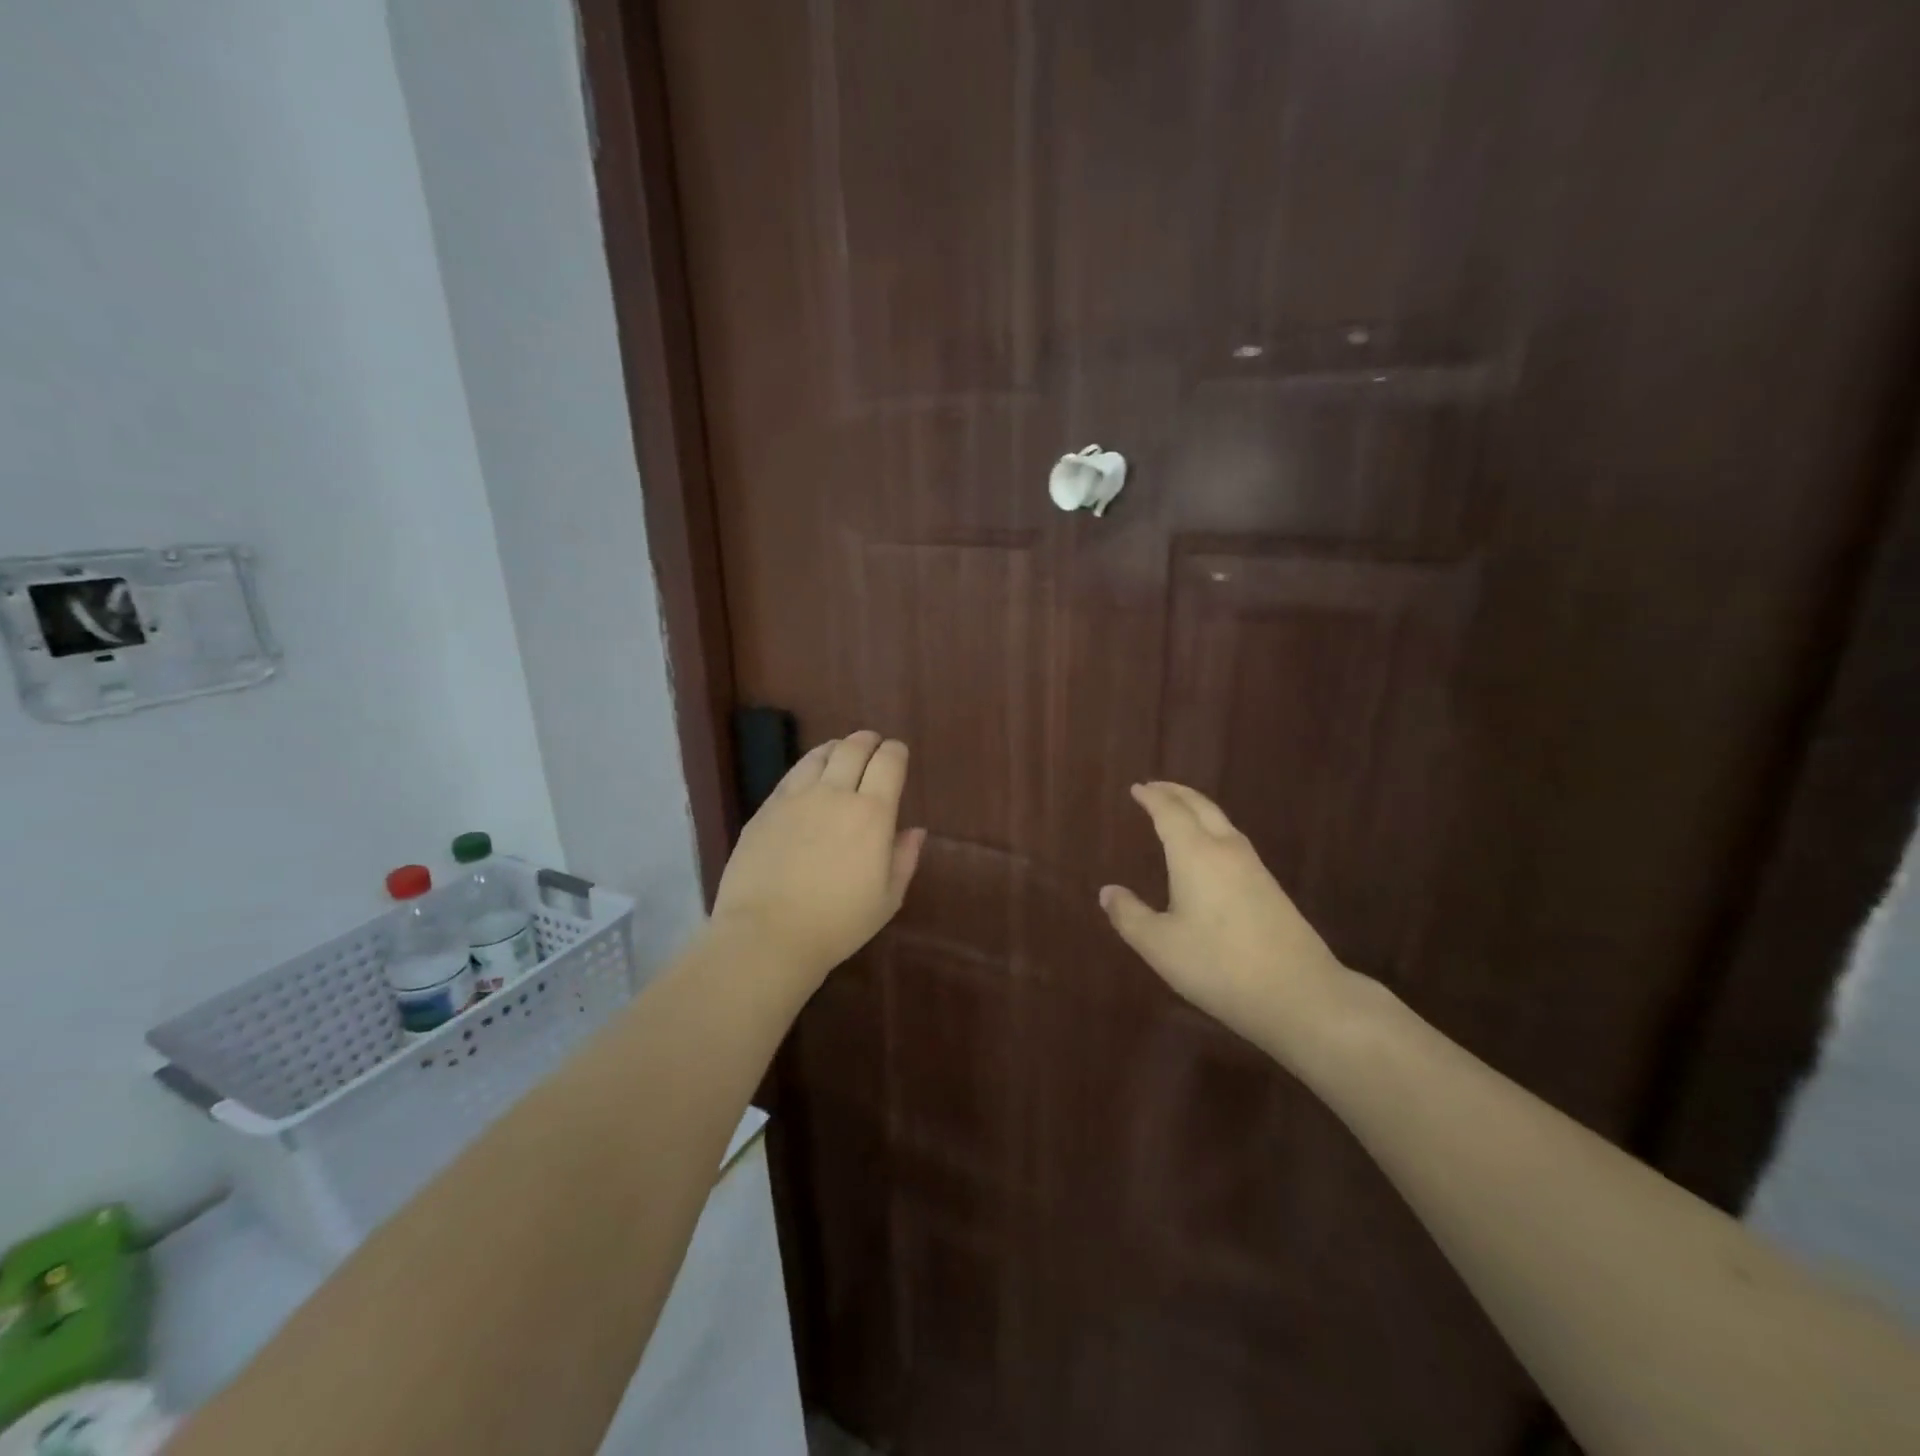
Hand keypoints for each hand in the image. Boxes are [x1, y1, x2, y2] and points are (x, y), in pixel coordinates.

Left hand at [710, 731, 925, 982]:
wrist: (766, 934)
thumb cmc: (837, 923)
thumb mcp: (887, 899)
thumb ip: (904, 858)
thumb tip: (915, 830)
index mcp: (872, 814)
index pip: (888, 762)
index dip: (896, 752)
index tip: (898, 755)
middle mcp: (835, 794)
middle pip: (854, 747)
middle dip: (869, 742)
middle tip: (873, 746)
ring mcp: (796, 797)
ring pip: (821, 754)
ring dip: (838, 748)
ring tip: (842, 755)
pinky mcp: (767, 807)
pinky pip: (793, 773)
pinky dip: (810, 765)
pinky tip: (811, 776)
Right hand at [1100, 782, 1360, 1057]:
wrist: (1299, 993)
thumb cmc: (1218, 965)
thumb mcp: (1160, 946)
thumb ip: (1129, 916)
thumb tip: (1108, 891)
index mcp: (1195, 854)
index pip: (1170, 812)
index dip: (1152, 797)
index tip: (1136, 788)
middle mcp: (1225, 850)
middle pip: (1200, 806)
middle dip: (1176, 793)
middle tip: (1155, 788)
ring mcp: (1253, 867)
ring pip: (1222, 822)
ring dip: (1197, 809)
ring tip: (1179, 812)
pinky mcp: (1270, 887)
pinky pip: (1233, 840)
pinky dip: (1213, 829)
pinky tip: (1209, 851)